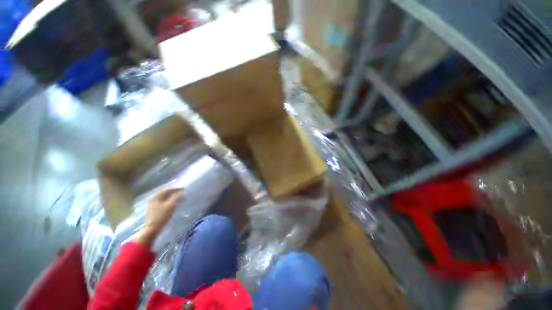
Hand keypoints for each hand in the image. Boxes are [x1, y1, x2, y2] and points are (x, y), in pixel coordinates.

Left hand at [136, 188, 183, 246]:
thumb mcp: (171, 205)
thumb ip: (176, 197)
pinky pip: (162, 202)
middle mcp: (152, 199)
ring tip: (179, 198)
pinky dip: (169, 201)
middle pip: (165, 194)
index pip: (167, 190)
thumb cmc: (161, 216)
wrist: (152, 229)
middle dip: (174, 193)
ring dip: (171, 197)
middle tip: (182, 193)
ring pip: (164, 198)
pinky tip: (173, 203)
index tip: (184, 189)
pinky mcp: (153, 210)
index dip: (176, 189)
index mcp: (155, 197)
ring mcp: (152, 205)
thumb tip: (182, 191)